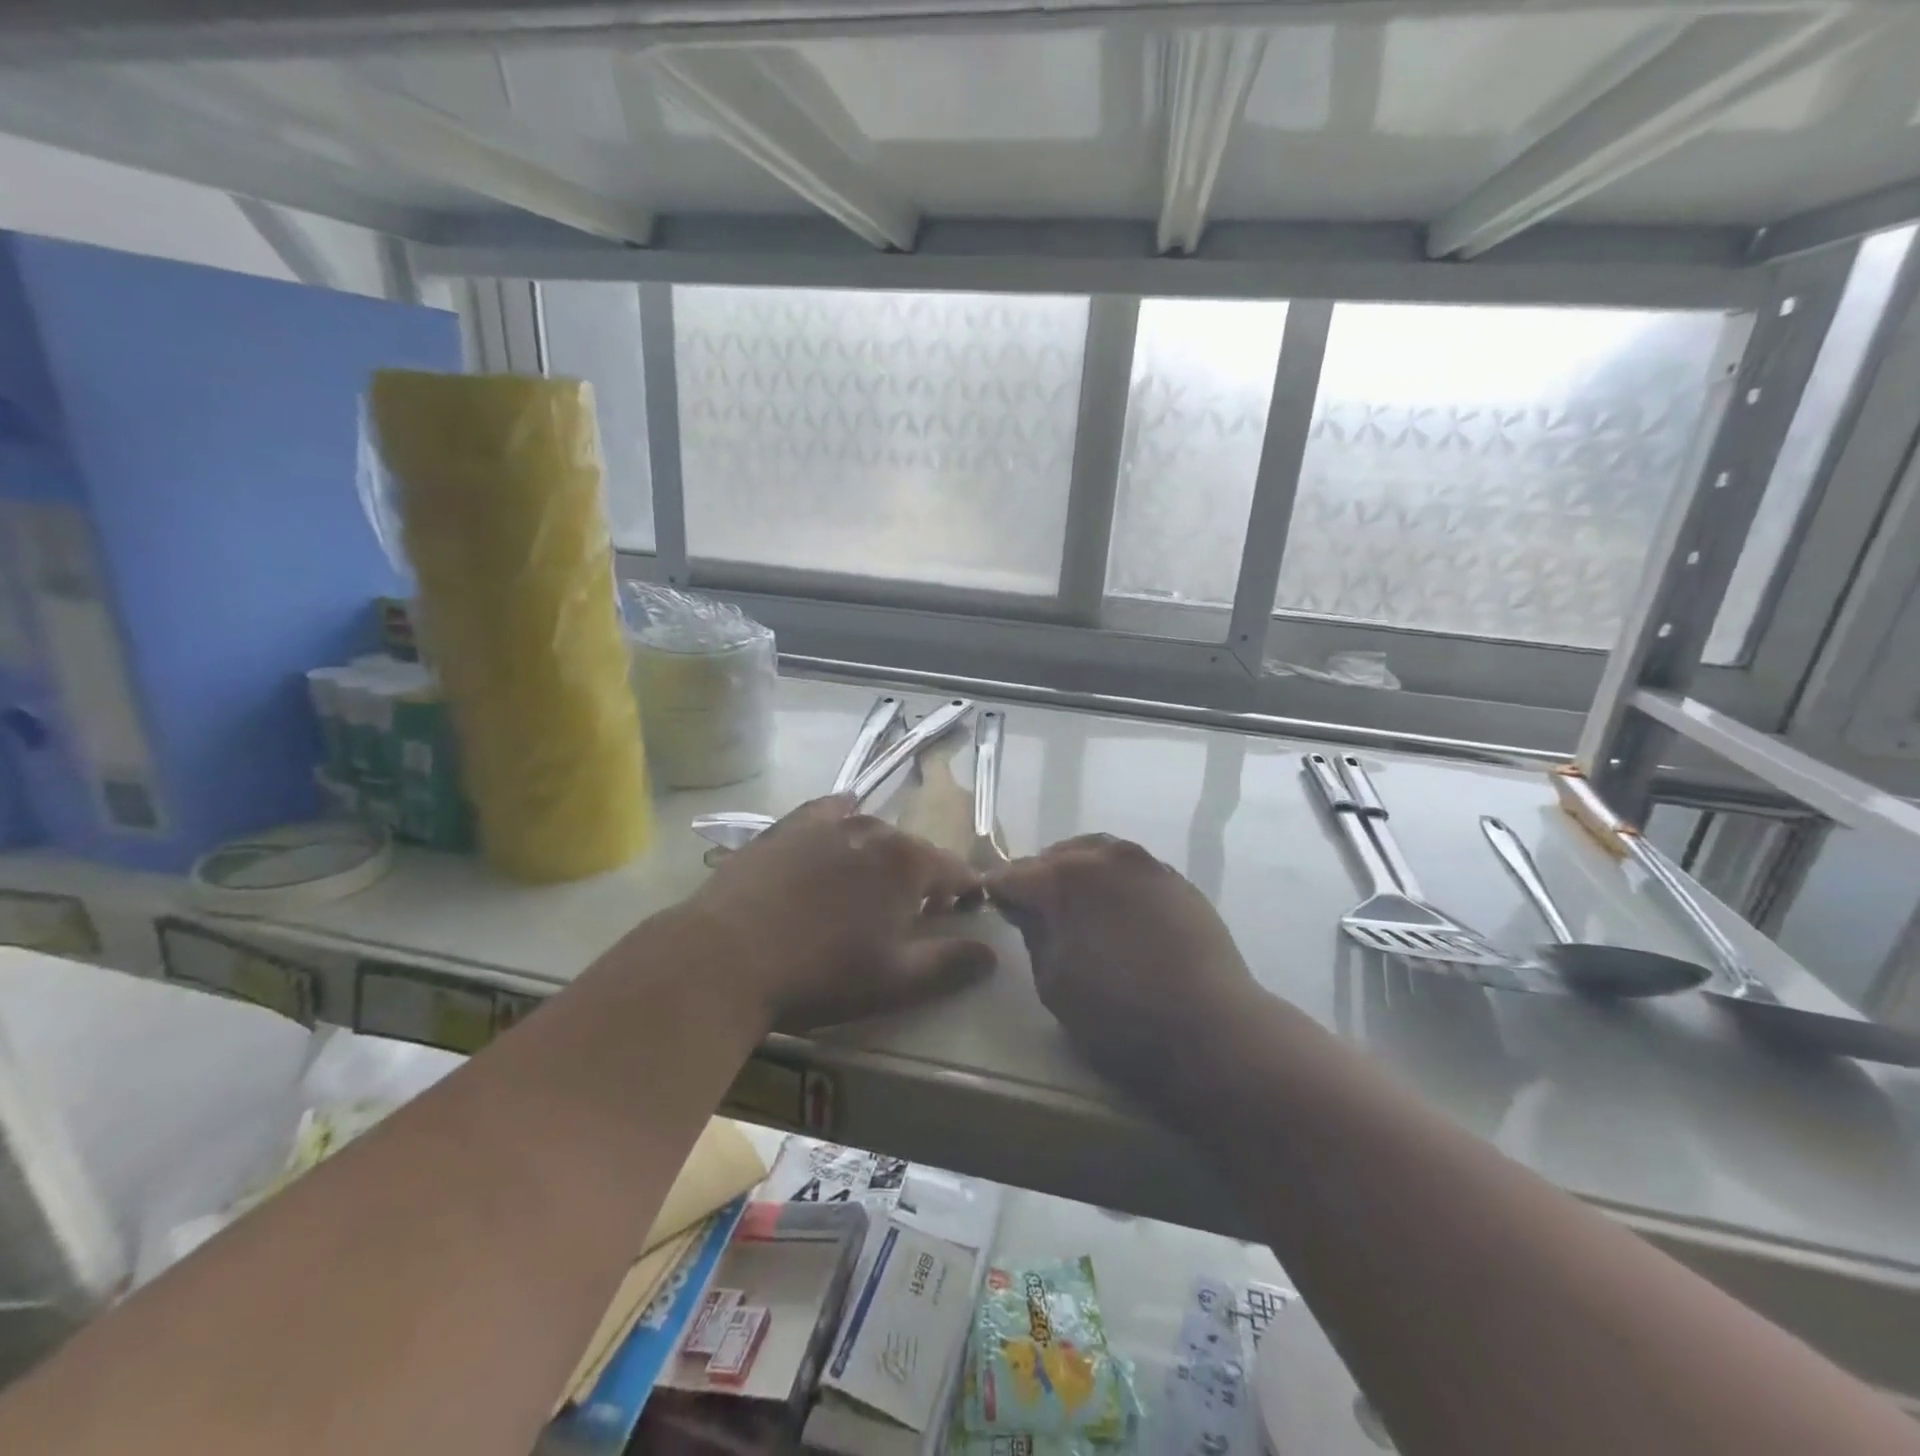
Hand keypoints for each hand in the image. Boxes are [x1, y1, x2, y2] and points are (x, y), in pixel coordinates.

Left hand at [684, 795, 995, 1031]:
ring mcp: (825, 824)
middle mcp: (872, 831)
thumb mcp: (895, 980)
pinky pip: (826, 812)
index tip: (966, 910)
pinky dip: (841, 818)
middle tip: (913, 911)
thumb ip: (950, 963)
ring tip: (871, 884)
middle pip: (912, 850)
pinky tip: (839, 826)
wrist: (726, 958)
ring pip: (871, 832)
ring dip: (881, 855)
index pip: (954, 870)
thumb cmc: (820, 973)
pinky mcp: (786, 827)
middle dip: (922, 876)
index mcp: (906, 863)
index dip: (965, 891)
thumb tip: (992, 952)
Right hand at [986, 835, 1262, 1109]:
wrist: (1210, 1028)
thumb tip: (1026, 908)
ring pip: (1097, 854)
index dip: (997, 891)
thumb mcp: (1053, 983)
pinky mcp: (1176, 880)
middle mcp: (1104, 857)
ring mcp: (1146, 864)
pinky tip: (1118, 911)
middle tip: (1032, 907)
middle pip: (1055, 856)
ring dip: (1077, 873)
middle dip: (1038, 877)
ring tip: (1075, 904)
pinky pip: (1131, 869)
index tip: (991, 904)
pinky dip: (1113, 882)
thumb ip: (1034, 934)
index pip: (1014, 875)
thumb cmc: (1118, 1015)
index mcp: (1064, 879)